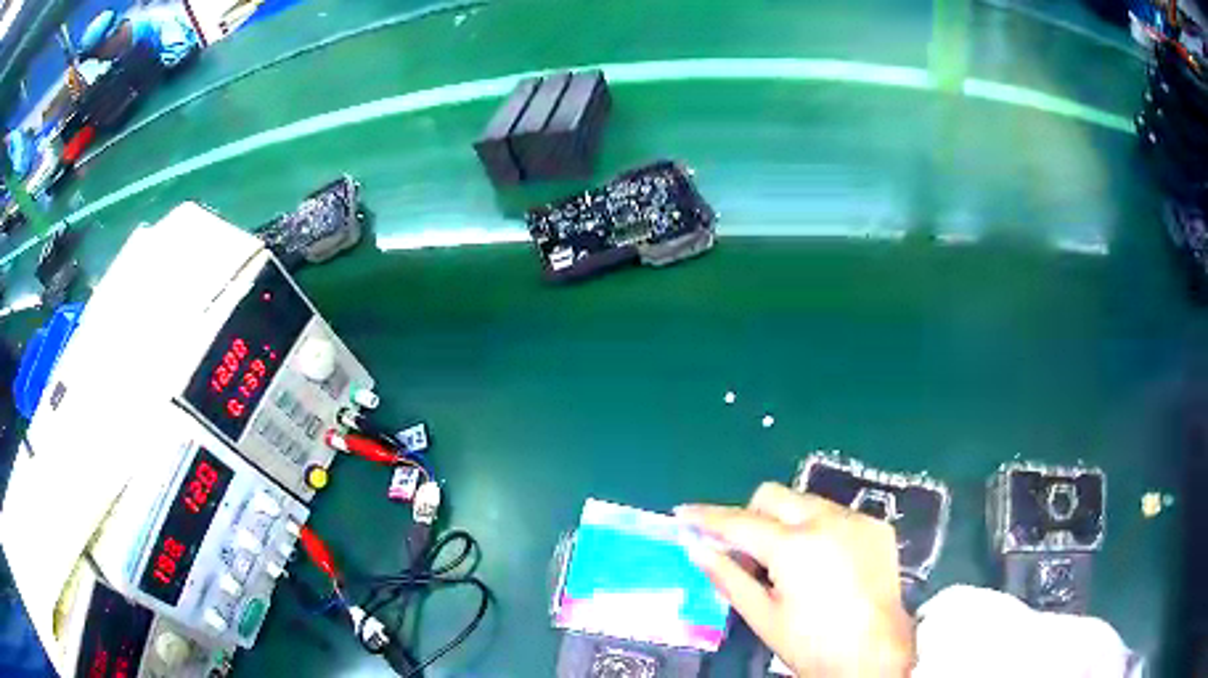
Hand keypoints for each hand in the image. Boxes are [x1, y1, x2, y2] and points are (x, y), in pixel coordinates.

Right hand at [675, 483, 913, 676]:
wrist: (876, 654)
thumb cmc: (812, 644)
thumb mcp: (763, 616)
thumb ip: (728, 577)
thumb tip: (696, 548)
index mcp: (794, 546)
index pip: (739, 522)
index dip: (707, 517)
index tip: (683, 513)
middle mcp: (827, 520)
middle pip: (773, 495)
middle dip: (751, 515)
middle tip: (745, 551)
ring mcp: (857, 520)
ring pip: (806, 501)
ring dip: (787, 521)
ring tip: (789, 562)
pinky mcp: (878, 527)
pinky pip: (837, 514)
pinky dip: (819, 530)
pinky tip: (824, 563)